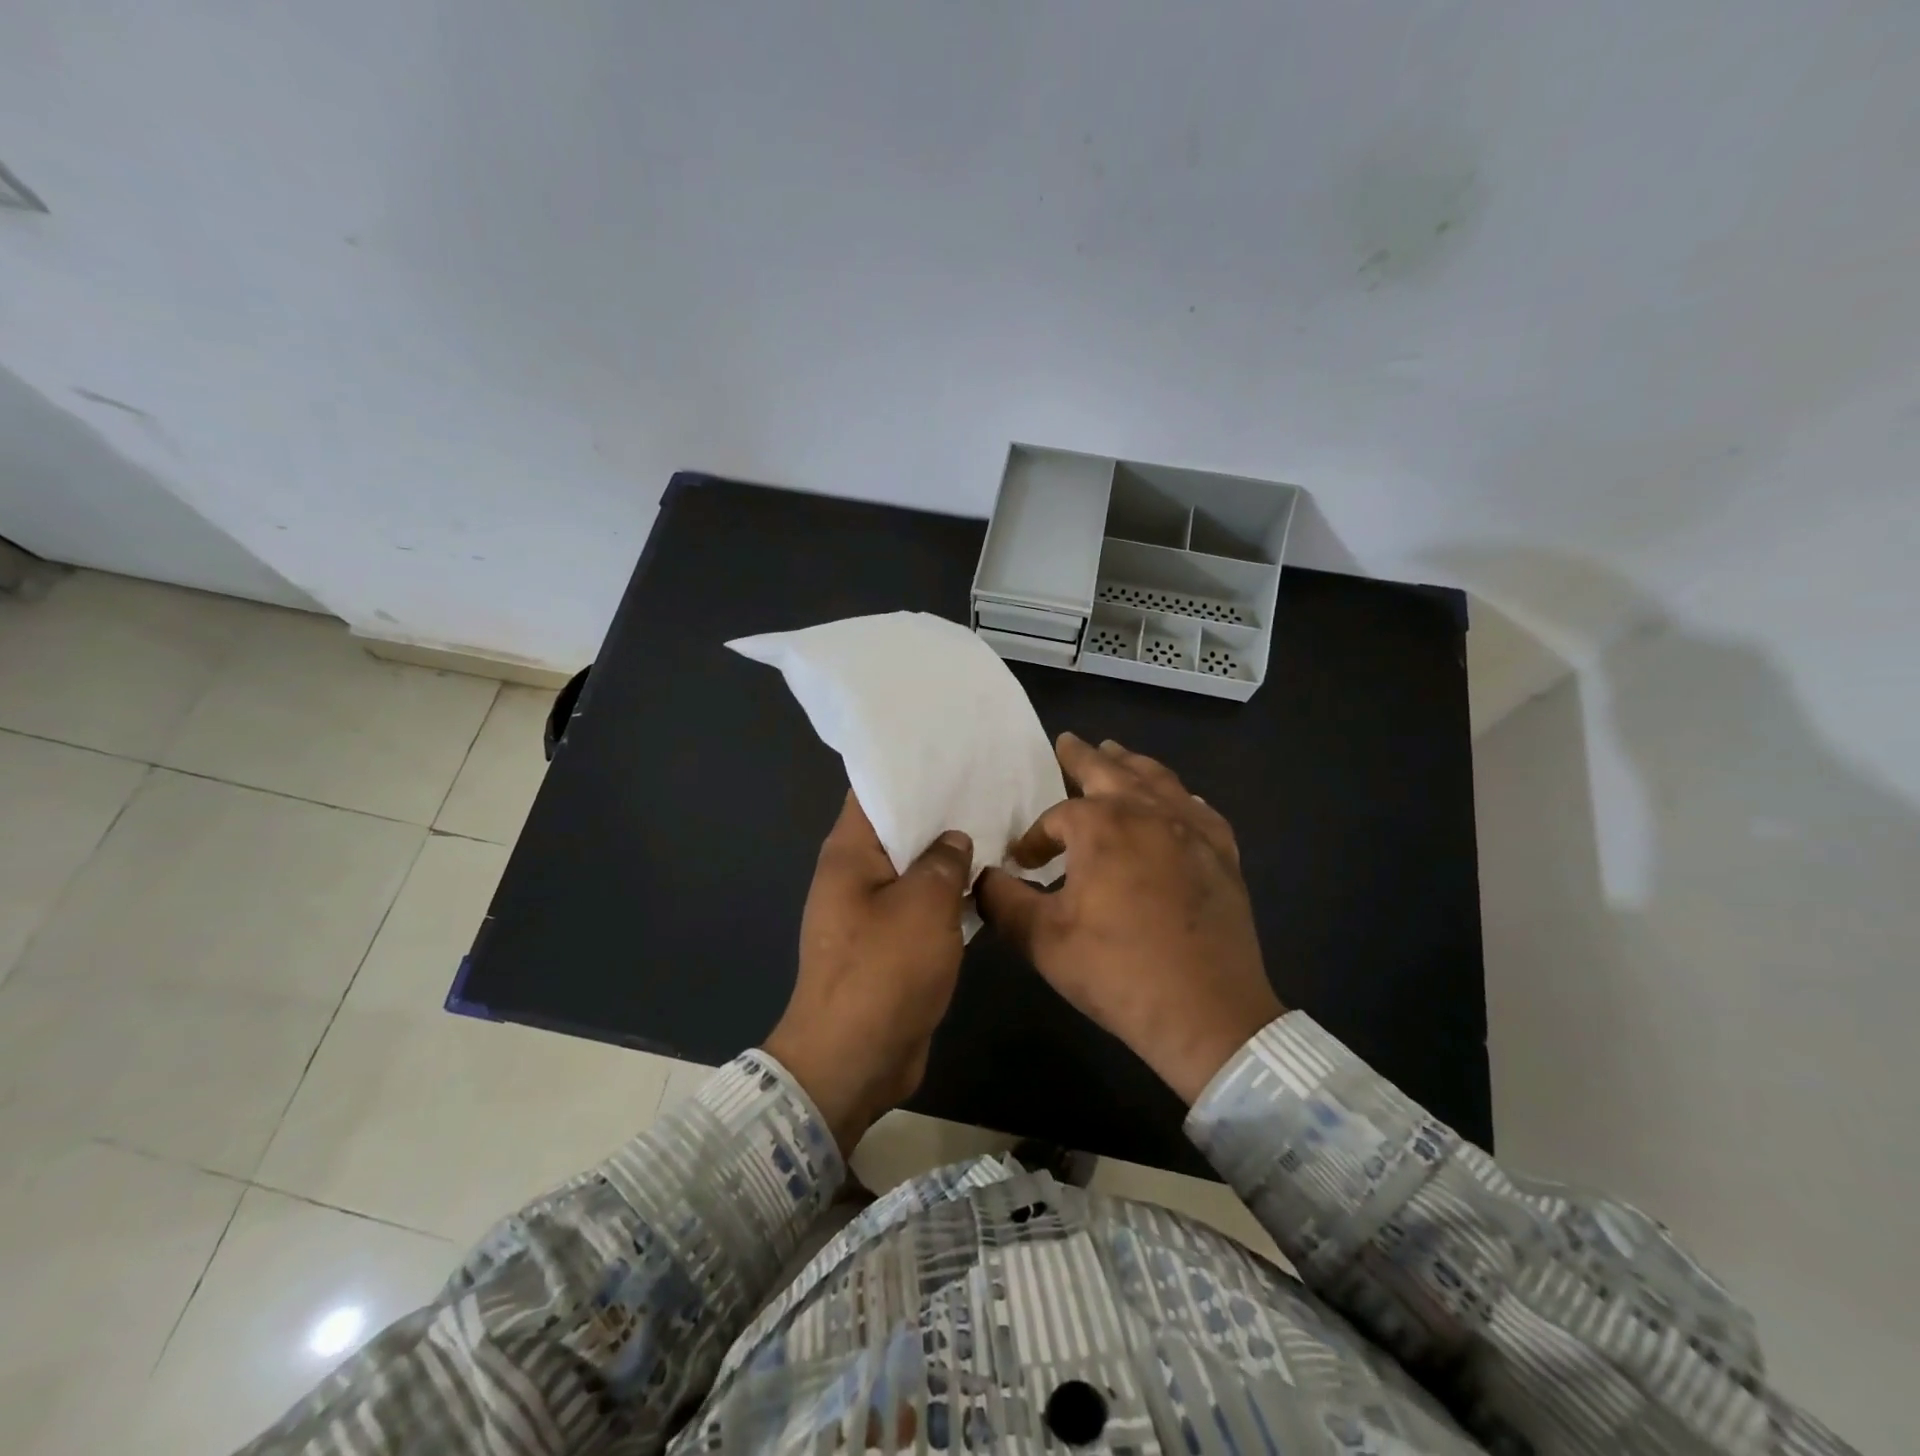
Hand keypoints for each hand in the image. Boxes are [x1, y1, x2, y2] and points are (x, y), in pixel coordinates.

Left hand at [764, 792, 972, 1155]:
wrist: (854, 1061)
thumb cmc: (883, 971)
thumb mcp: (924, 905)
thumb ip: (944, 861)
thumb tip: (954, 839)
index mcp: (849, 853)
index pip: (874, 790)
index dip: (910, 769)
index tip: (952, 754)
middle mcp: (854, 875)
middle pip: (898, 828)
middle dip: (939, 811)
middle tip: (989, 787)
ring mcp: (870, 912)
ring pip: (914, 869)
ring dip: (948, 856)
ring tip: (997, 827)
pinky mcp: (889, 944)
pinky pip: (921, 906)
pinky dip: (948, 894)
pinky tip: (987, 882)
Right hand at [979, 733, 1281, 1103]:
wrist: (1207, 1013)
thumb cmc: (1118, 972)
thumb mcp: (1043, 940)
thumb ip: (1003, 901)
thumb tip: (980, 878)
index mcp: (1102, 827)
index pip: (1056, 817)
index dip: (1035, 838)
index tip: (1023, 863)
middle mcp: (1148, 813)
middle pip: (1110, 770)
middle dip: (1083, 756)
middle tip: (1068, 741)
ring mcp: (1192, 830)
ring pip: (1158, 780)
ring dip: (1131, 764)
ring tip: (1116, 753)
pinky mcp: (1222, 854)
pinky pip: (1199, 810)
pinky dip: (1180, 798)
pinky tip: (1177, 802)